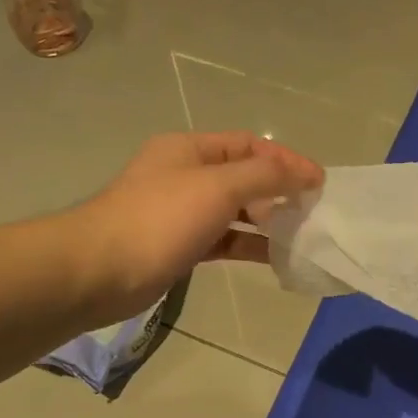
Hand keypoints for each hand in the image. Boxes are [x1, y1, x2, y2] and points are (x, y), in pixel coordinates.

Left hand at [70, 131, 321, 325]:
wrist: (98, 272)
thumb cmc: (160, 219)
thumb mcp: (218, 187)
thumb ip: (266, 175)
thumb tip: (306, 172)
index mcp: (189, 149)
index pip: (249, 145)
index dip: (286, 159)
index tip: (318, 182)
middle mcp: (185, 175)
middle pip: (243, 176)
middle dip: (278, 190)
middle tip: (311, 211)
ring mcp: (181, 212)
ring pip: (234, 210)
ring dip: (266, 220)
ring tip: (300, 235)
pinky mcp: (179, 245)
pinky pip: (223, 239)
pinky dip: (248, 245)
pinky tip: (274, 257)